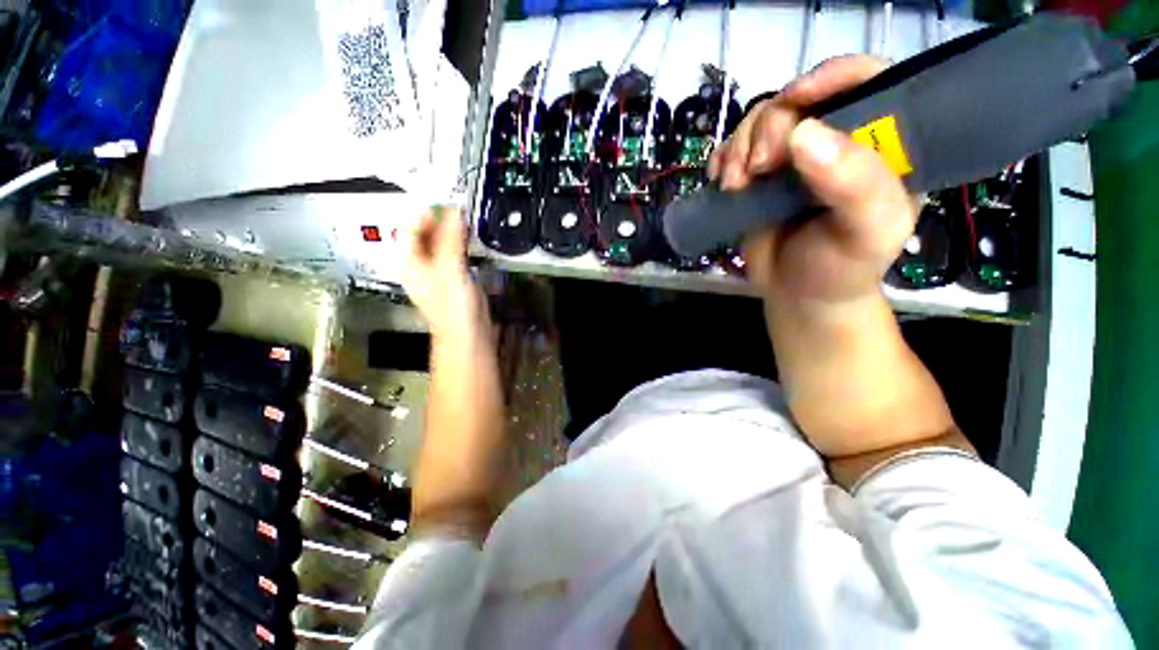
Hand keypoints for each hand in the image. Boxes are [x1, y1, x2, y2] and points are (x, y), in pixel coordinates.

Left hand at [401, 207, 486, 337]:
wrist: (468, 333)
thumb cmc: (453, 308)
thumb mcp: (450, 269)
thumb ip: (451, 240)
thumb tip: (453, 213)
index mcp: (410, 262)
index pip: (409, 227)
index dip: (425, 211)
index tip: (444, 200)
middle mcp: (420, 265)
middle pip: (424, 234)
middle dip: (439, 219)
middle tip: (457, 208)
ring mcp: (437, 272)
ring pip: (440, 243)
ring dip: (451, 231)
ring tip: (464, 221)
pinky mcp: (453, 278)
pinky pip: (453, 254)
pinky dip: (460, 244)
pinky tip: (469, 241)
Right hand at [709, 56, 915, 305]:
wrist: (798, 295)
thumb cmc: (841, 268)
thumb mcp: (866, 233)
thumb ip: (855, 186)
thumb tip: (803, 135)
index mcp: (881, 143)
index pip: (868, 81)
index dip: (833, 76)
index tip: (795, 98)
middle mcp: (836, 140)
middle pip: (800, 99)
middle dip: (770, 126)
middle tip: (758, 168)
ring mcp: (794, 157)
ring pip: (761, 119)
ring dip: (740, 147)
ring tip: (734, 185)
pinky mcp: (760, 176)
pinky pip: (736, 147)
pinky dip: (723, 158)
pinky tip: (721, 181)